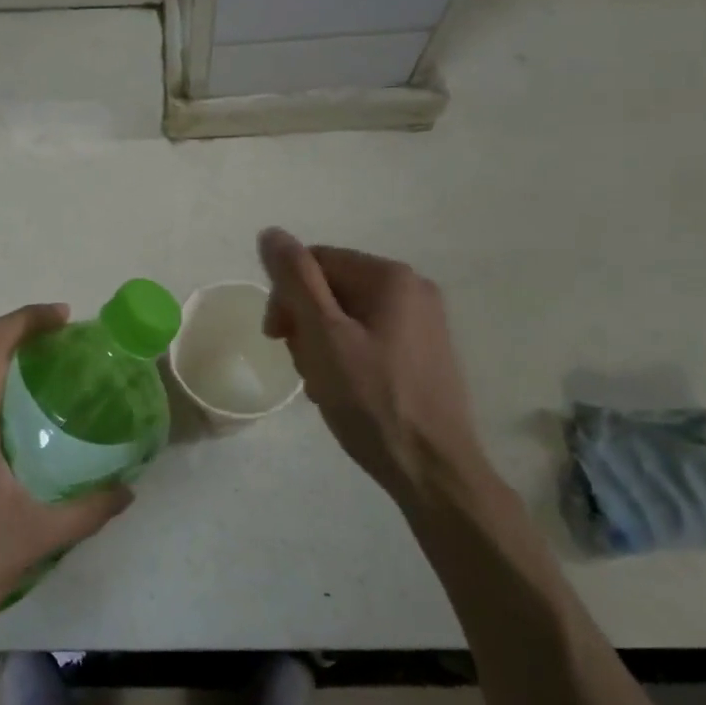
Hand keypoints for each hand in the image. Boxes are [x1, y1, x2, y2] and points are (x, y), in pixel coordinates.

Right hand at [258, 228, 490, 506]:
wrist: (433, 471)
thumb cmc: (372, 400)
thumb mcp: (323, 335)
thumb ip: (295, 279)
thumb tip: (272, 233)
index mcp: (391, 277)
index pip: (315, 262)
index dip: (286, 296)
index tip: (277, 338)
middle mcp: (413, 289)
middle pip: (332, 288)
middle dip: (306, 323)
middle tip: (303, 366)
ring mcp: (424, 323)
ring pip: (348, 316)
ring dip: (322, 344)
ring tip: (323, 385)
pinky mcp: (425, 353)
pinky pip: (370, 338)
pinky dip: (347, 358)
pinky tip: (344, 391)